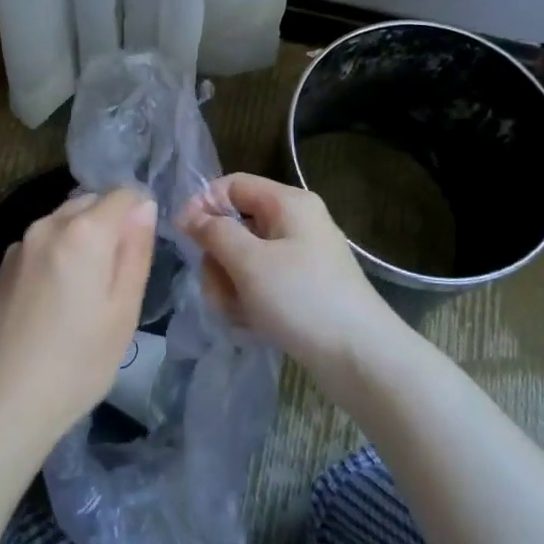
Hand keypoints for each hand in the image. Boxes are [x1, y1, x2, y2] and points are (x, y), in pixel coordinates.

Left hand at [0, 188, 157, 444]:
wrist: (1, 402)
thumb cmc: (77, 362)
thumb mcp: (123, 310)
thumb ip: (136, 251)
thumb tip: (145, 206)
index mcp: (84, 231)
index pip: (124, 194)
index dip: (141, 213)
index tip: (144, 248)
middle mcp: (48, 224)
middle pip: (90, 203)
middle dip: (110, 224)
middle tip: (119, 274)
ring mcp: (19, 244)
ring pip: (64, 223)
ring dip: (82, 239)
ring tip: (87, 290)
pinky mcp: (1, 267)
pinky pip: (41, 244)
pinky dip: (57, 255)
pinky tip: (56, 300)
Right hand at [179, 173, 398, 383]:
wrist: (361, 358)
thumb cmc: (302, 299)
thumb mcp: (250, 262)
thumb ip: (215, 233)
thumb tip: (189, 214)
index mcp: (289, 203)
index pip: (233, 185)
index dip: (203, 205)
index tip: (182, 236)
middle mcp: (296, 223)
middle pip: (236, 226)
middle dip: (217, 259)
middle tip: (216, 290)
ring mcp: (301, 258)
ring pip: (245, 260)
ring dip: (230, 286)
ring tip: (236, 315)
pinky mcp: (303, 290)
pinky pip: (262, 285)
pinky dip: (250, 302)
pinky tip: (252, 326)